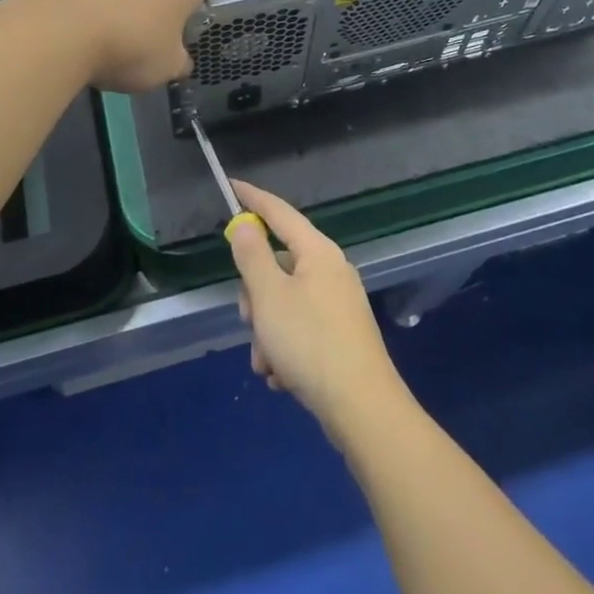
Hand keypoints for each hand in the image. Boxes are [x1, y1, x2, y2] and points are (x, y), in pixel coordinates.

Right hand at [227, 181, 410, 446]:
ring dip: (266, 332)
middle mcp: (331, 271)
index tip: (232, 186)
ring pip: (283, 303)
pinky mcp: (340, 335)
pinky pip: (299, 330)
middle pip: (277, 265)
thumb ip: (252, 256)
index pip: (280, 212)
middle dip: (255, 296)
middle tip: (250, 321)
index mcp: (318, 252)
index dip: (253, 199)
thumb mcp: (269, 296)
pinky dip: (284, 349)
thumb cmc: (310, 342)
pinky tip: (282, 377)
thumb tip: (245, 224)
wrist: (361, 407)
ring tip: (268, 363)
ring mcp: (338, 304)